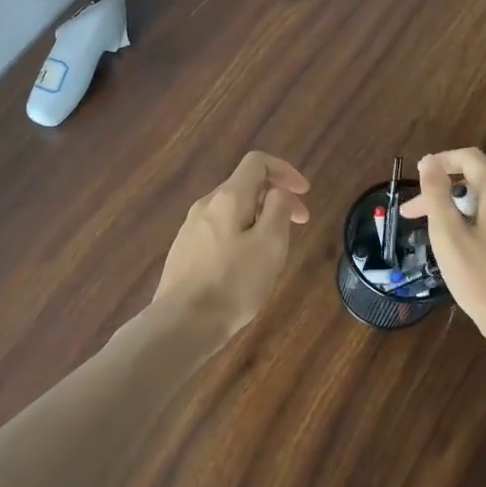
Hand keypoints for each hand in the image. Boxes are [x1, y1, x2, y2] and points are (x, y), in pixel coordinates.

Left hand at [153, 152, 310, 344]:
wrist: (181, 324)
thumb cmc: (233, 284)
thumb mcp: (270, 245)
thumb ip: (278, 209)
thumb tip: (277, 193)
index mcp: (228, 198)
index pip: (257, 162)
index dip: (285, 171)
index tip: (304, 195)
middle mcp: (205, 205)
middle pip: (244, 186)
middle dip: (275, 199)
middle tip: (298, 225)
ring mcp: (190, 228)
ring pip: (232, 211)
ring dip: (259, 219)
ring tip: (274, 251)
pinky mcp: (184, 251)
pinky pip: (219, 231)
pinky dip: (240, 235)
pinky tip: (245, 267)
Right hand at [399, 148, 485, 345]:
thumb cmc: (481, 278)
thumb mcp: (448, 235)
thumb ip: (437, 194)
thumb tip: (428, 161)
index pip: (469, 158)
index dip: (440, 161)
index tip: (416, 180)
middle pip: (476, 182)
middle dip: (442, 194)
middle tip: (412, 217)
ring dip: (456, 211)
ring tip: (434, 237)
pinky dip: (475, 225)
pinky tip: (462, 251)